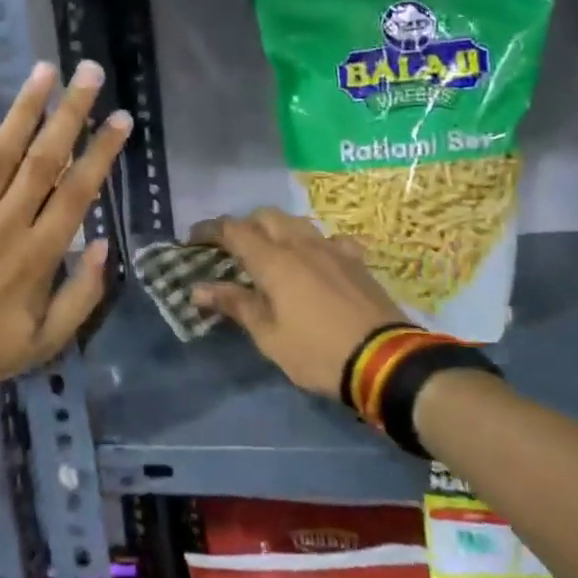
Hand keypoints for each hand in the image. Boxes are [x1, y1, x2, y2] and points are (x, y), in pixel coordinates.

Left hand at [0, 61, 130, 386]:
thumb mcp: (49, 340)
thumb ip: (83, 295)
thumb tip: (106, 246)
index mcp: (40, 254)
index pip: (78, 191)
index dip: (102, 152)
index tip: (121, 119)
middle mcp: (7, 224)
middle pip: (44, 159)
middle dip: (70, 114)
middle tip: (89, 73)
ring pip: (0, 152)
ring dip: (24, 109)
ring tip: (44, 71)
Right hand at [189, 208, 407, 397]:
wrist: (384, 360)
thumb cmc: (317, 352)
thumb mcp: (269, 336)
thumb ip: (235, 305)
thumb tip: (198, 289)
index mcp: (274, 261)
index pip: (234, 231)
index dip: (209, 230)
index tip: (192, 239)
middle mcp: (302, 244)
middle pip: (266, 217)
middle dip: (243, 226)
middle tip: (230, 249)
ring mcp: (333, 249)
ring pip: (297, 223)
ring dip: (277, 230)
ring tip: (269, 252)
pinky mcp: (356, 261)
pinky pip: (330, 239)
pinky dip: (314, 244)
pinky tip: (316, 260)